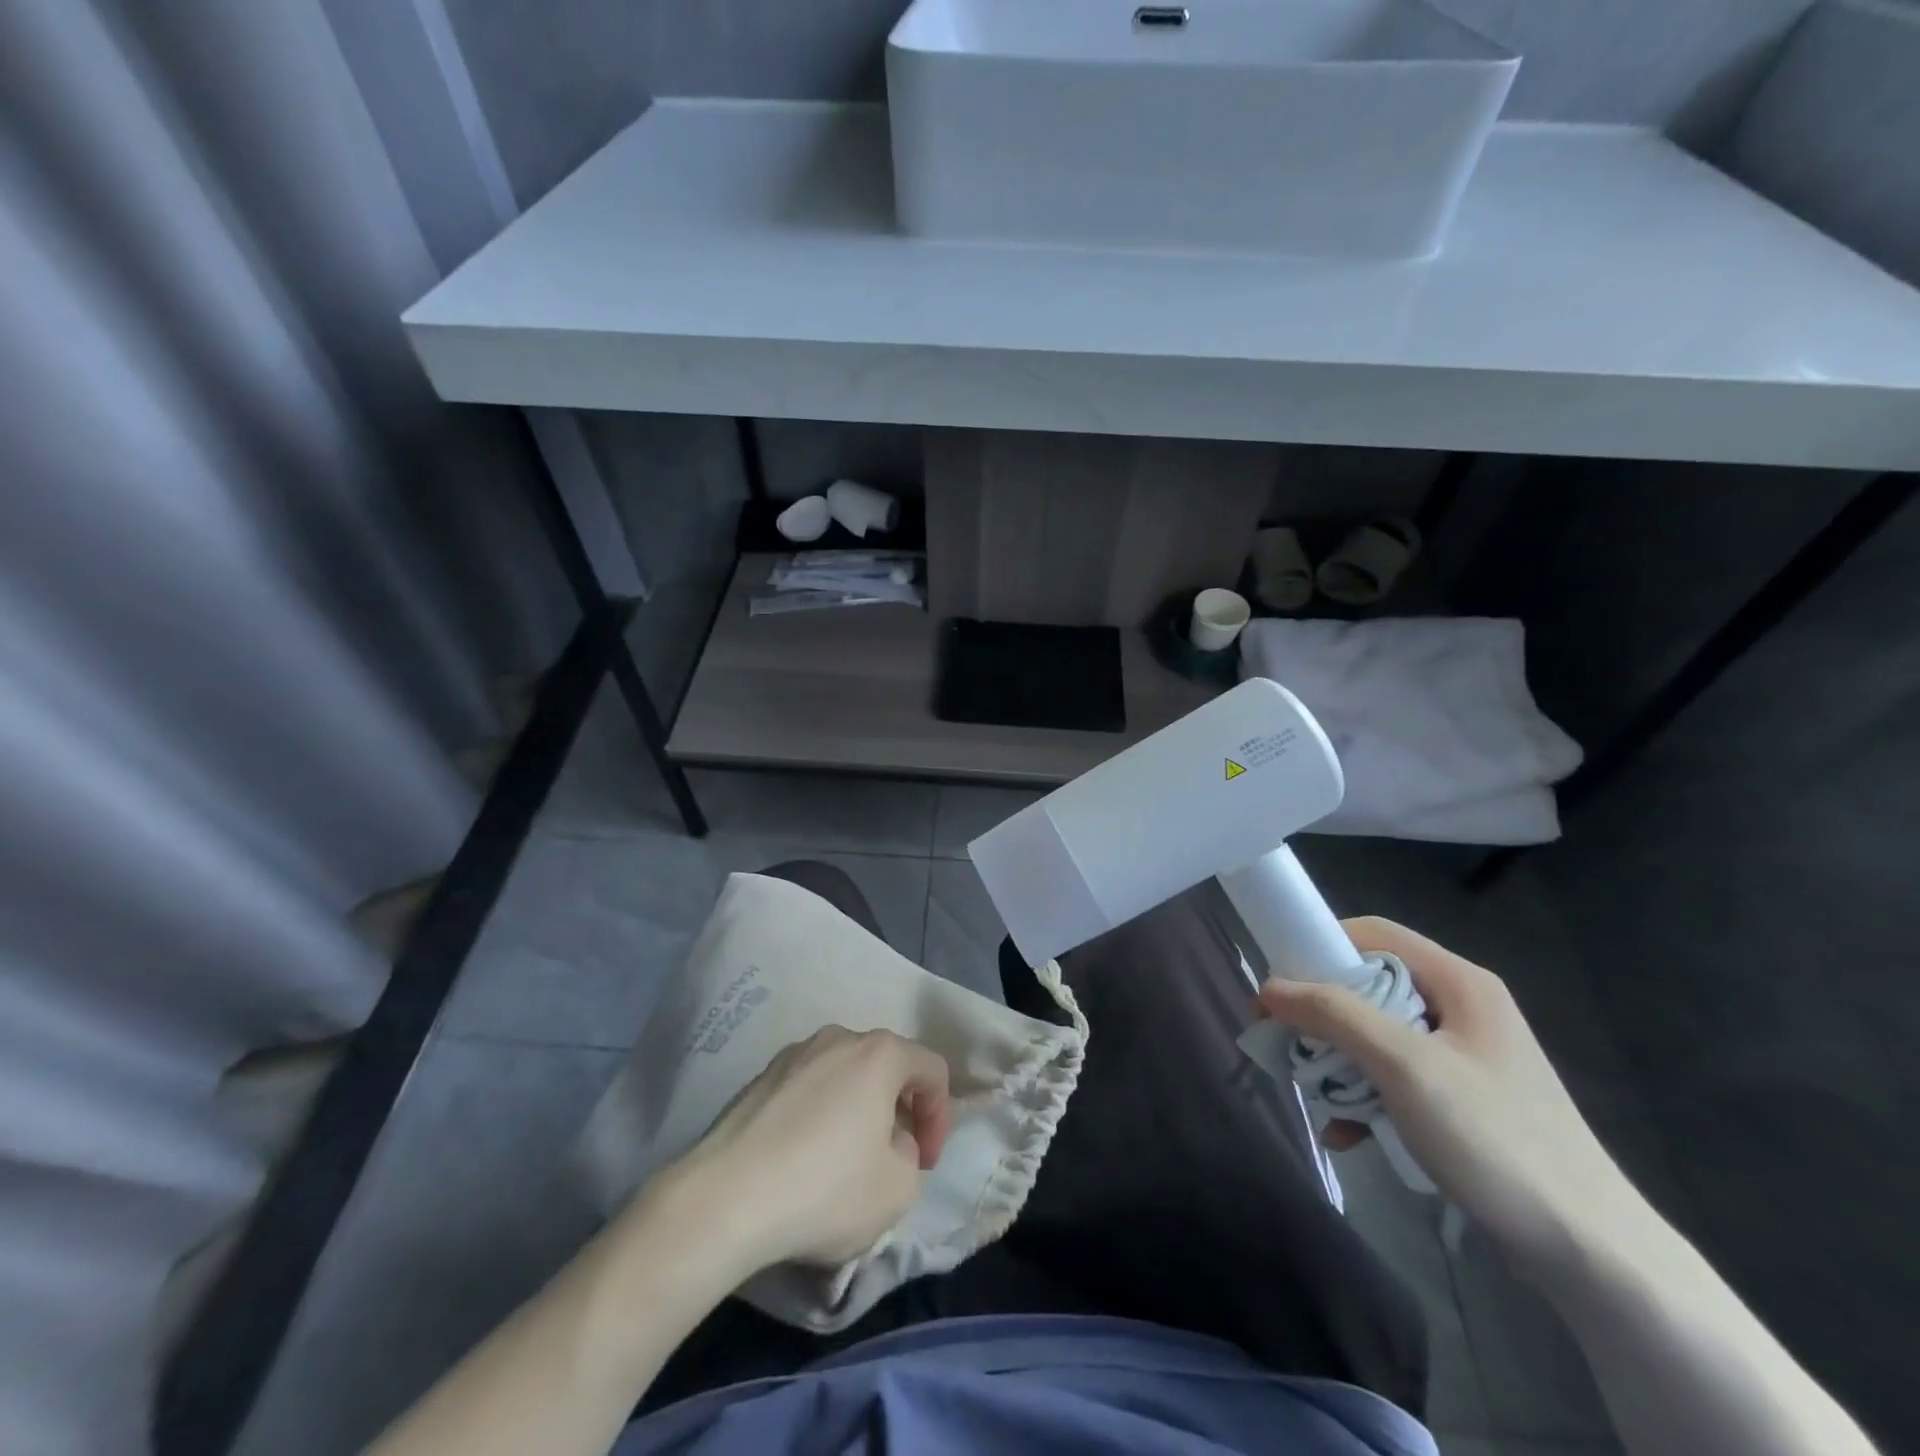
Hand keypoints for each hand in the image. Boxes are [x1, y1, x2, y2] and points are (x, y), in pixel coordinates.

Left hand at [663, 1027, 950, 1273]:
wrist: (724, 1200)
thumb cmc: (825, 1189)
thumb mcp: (898, 1188)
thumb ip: (911, 1154)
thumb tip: (888, 1140)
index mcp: (879, 1053)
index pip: (932, 1069)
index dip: (940, 1117)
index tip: (925, 1164)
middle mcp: (838, 1038)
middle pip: (886, 1066)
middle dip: (898, 1110)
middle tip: (892, 1158)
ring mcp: (793, 1054)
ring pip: (844, 1075)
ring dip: (857, 1110)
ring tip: (845, 1160)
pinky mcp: (758, 1079)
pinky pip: (807, 1089)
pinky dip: (818, 1115)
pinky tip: (801, 1159)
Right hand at [1257, 917, 1637, 1269]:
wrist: (1594, 1256)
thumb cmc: (1496, 1141)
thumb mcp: (1405, 1067)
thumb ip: (1334, 1015)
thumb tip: (1270, 986)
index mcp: (1460, 983)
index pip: (1374, 934)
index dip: (1321, 946)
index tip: (1281, 982)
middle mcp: (1462, 1008)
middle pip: (1370, 986)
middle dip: (1323, 1016)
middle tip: (1287, 1041)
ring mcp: (1465, 1057)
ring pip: (1376, 1035)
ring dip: (1338, 1062)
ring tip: (1315, 1095)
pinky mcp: (1463, 1101)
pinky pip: (1395, 1078)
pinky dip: (1364, 1097)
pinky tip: (1348, 1133)